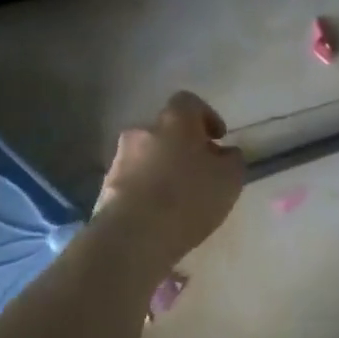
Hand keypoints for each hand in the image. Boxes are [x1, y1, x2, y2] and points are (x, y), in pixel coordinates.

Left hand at [94, 91, 244, 275]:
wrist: (134, 235)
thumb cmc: (189, 198)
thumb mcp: (229, 179)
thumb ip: (232, 159)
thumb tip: (225, 153)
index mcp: (174, 121)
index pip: (189, 102)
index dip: (206, 116)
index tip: (217, 138)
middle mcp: (143, 131)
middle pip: (166, 131)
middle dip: (183, 147)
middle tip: (200, 172)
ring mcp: (120, 158)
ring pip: (148, 156)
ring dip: (163, 168)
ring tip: (179, 198)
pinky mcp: (106, 186)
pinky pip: (134, 180)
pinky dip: (147, 189)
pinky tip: (160, 214)